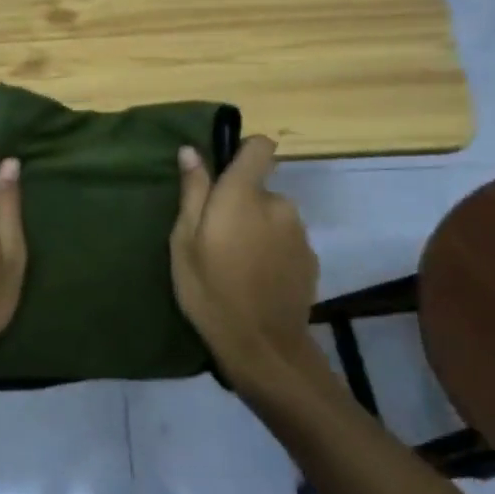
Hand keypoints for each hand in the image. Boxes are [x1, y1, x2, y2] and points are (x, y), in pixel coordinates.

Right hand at [170, 137, 325, 400]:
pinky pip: (286, 241)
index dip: (244, 154)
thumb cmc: (210, 290)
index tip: (224, 176)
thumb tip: (190, 151)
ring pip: (274, 217)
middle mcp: (279, 204)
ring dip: (259, 229)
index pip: (260, 147)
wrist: (261, 346)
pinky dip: (273, 252)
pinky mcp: (310, 259)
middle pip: (260, 189)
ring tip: (238, 263)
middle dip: (243, 204)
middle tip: (218, 239)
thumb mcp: (184, 242)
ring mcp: (300, 233)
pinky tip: (258, 280)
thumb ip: (193, 193)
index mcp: (244, 194)